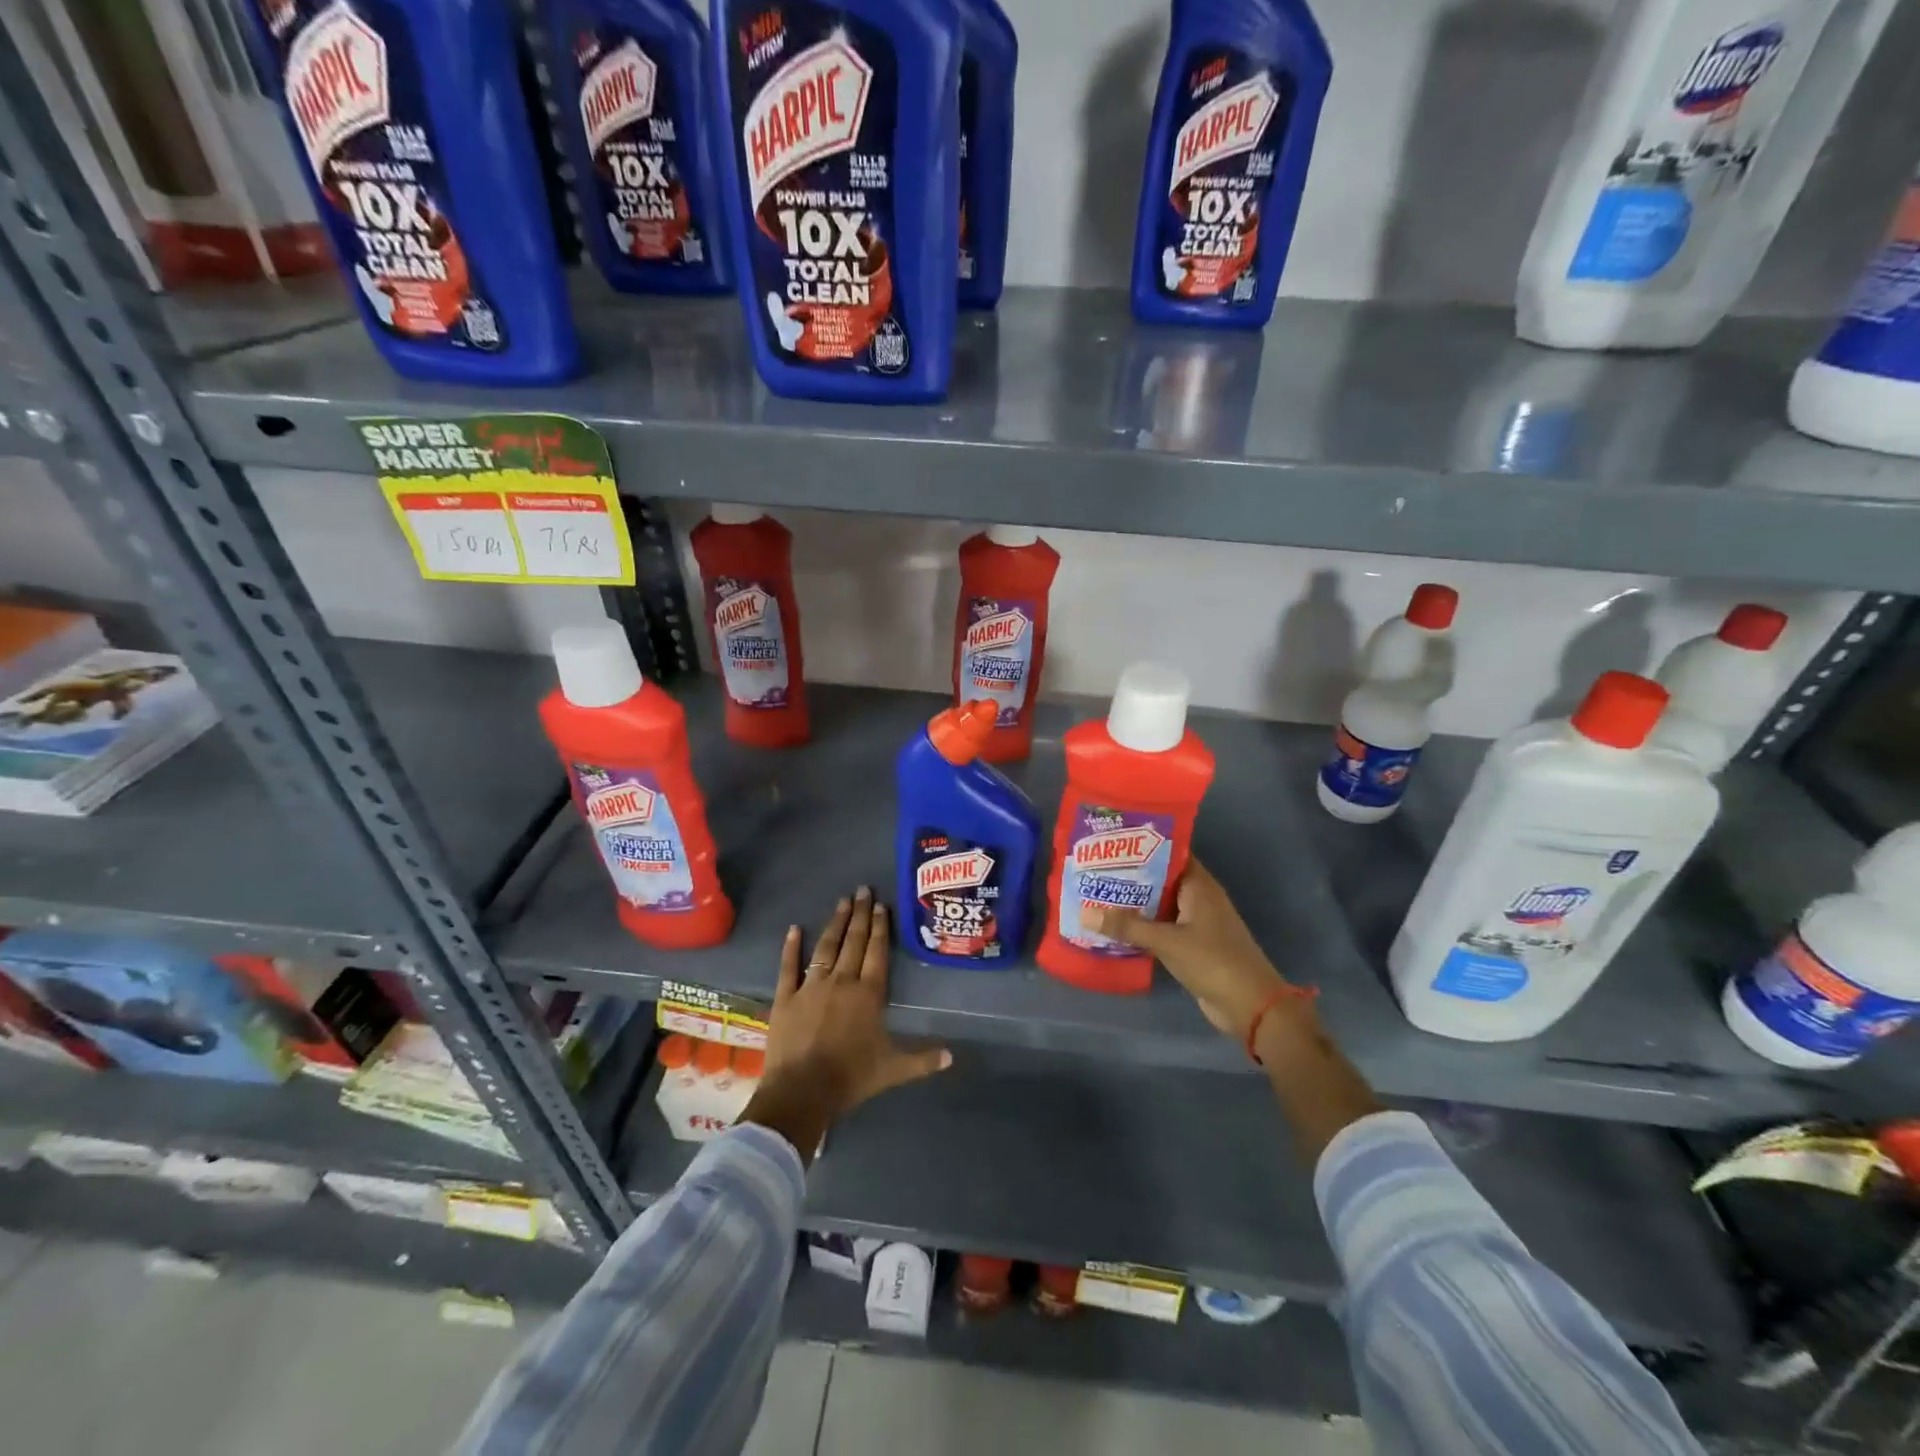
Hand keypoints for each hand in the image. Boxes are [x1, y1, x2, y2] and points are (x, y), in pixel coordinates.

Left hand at [741, 887, 950, 1161]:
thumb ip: (922, 1060)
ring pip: (825, 947)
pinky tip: (793, 929)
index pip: (876, 952)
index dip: (880, 927)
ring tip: (842, 901)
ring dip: (835, 923)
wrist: (802, 1092)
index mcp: (868, 994)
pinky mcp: (786, 998)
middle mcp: (841, 981)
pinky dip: (791, 947)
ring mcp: (811, 987)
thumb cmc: (851, 1078)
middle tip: (863, 890)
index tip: (881, 905)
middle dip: (860, 914)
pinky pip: (789, 967)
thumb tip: (951, 1057)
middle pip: (853, 942)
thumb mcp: (893, 1070)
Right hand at [1089, 859, 1296, 1042]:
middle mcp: (1199, 899)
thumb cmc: (1213, 961)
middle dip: (1131, 876)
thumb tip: (1085, 913)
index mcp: (1199, 886)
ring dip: (1135, 904)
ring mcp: (1197, 924)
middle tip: (1095, 870)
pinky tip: (1116, 928)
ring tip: (1097, 895)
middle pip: (1161, 879)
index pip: (1170, 854)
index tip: (1111, 843)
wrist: (1251, 1007)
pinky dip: (1143, 927)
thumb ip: (1127, 927)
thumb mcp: (1166, 941)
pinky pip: (1163, 928)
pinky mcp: (1193, 946)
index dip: (1142, 847)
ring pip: (1160, 905)